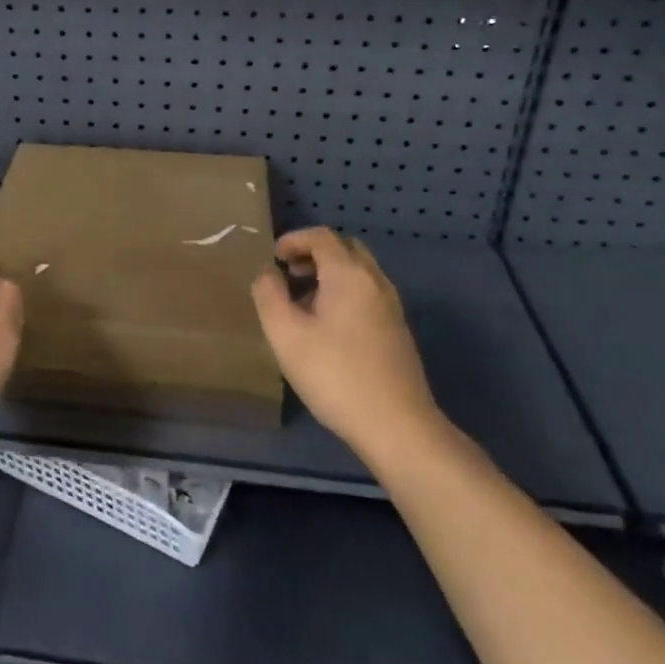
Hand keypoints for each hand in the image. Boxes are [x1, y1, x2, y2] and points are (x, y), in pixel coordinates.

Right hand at [251, 228, 448, 465]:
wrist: (397, 426)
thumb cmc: (335, 374)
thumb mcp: (285, 334)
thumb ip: (269, 295)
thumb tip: (267, 273)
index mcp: (349, 274)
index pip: (321, 236)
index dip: (294, 240)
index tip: (273, 257)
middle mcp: (375, 281)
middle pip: (345, 248)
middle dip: (314, 253)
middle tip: (289, 273)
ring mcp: (391, 306)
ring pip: (358, 272)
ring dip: (329, 274)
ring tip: (302, 301)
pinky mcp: (397, 331)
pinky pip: (367, 293)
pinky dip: (343, 292)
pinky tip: (326, 326)